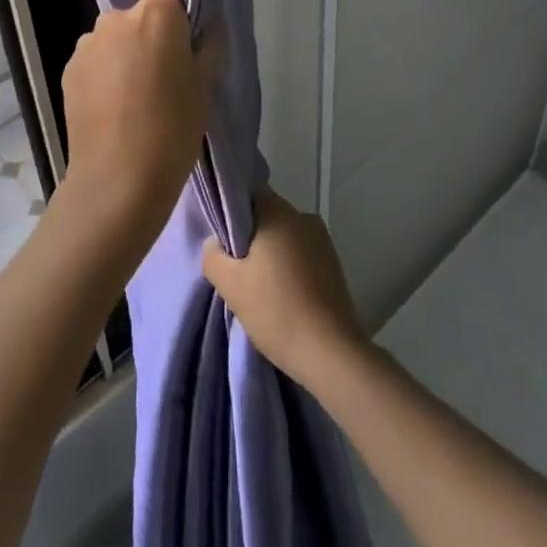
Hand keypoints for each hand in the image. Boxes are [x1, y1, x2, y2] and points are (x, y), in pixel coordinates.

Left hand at [60, 0, 222, 249]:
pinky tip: (117, 105)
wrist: (117, 181)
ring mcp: (87, 43)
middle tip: (172, 72)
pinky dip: (109, 72)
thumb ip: (210, 42)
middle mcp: (116, 17)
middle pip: (144, 13)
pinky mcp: (68, 69)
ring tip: (141, 94)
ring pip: (119, 37)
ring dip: (130, 53)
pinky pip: (98, 59)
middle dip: (158, 34)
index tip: (195, 28)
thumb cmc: (173, 129)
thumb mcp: (205, 85)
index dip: (186, 4)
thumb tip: (210, 21)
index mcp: (156, 14)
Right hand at [202, 189, 367, 389]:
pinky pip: (301, 254)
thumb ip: (213, 255)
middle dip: (250, 237)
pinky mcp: (334, 264)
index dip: (232, 214)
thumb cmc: (276, 310)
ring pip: (284, 237)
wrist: (330, 352)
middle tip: (236, 269)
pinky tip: (281, 296)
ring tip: (258, 287)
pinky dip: (288, 268)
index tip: (222, 241)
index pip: (249, 194)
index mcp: (279, 213)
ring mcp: (322, 241)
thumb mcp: (230, 284)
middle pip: (267, 216)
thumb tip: (215, 243)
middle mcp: (304, 217)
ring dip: (270, 254)